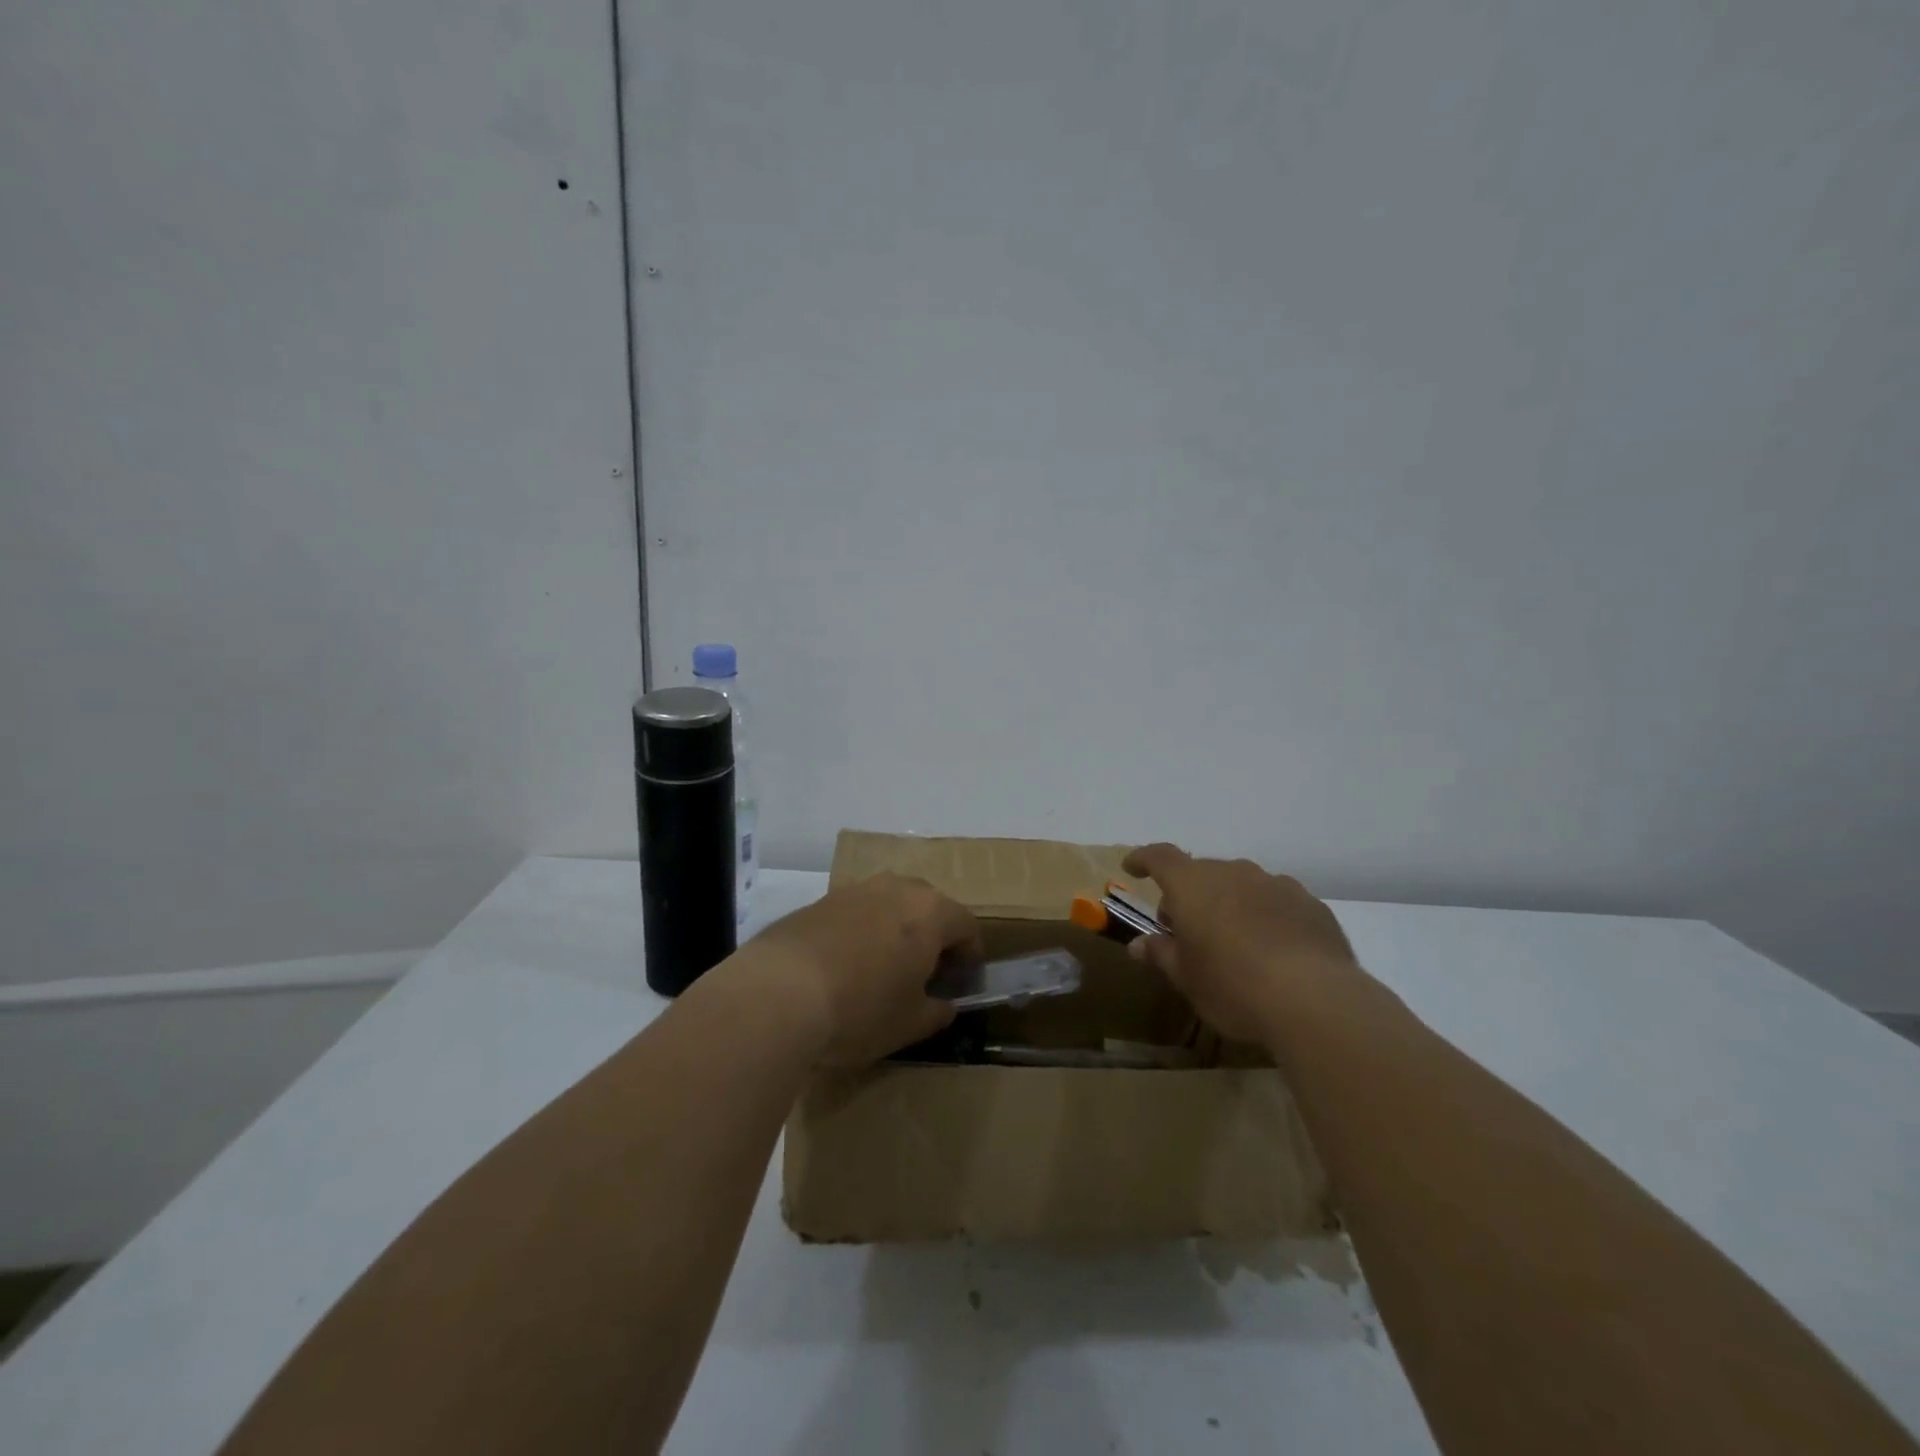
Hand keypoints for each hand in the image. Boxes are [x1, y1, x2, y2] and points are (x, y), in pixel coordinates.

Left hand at [748, 873, 979, 1065]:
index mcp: (930, 912)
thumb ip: (938, 1011)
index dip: (971, 954)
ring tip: (883, 967)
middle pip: (929, 905)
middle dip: (933, 935)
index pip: (967, 924)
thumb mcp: (910, 1023)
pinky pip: (855, 912)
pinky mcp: (819, 900)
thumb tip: (944, 1003)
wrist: (778, 993)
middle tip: (926, 972)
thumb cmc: (860, 1009)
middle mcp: (896, 888)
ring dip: (895, 929)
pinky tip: (844, 965)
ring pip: (889, 904)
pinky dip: (861, 931)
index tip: (962, 981)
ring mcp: (855, 890)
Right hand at [1122, 843, 1360, 1043]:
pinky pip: (1276, 901)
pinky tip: (1273, 949)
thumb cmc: (1232, 985)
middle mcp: (1233, 872)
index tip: (1132, 868)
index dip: (1143, 859)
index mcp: (1192, 884)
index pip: (1159, 856)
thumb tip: (1139, 945)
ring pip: (1242, 884)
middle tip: (1186, 929)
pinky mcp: (1310, 904)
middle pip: (1202, 872)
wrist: (1314, 998)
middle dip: (1189, 894)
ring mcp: (1275, 884)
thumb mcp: (1186, 977)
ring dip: (1229, 902)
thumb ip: (1161, 954)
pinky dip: (1266, 915)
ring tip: (1233, 940)